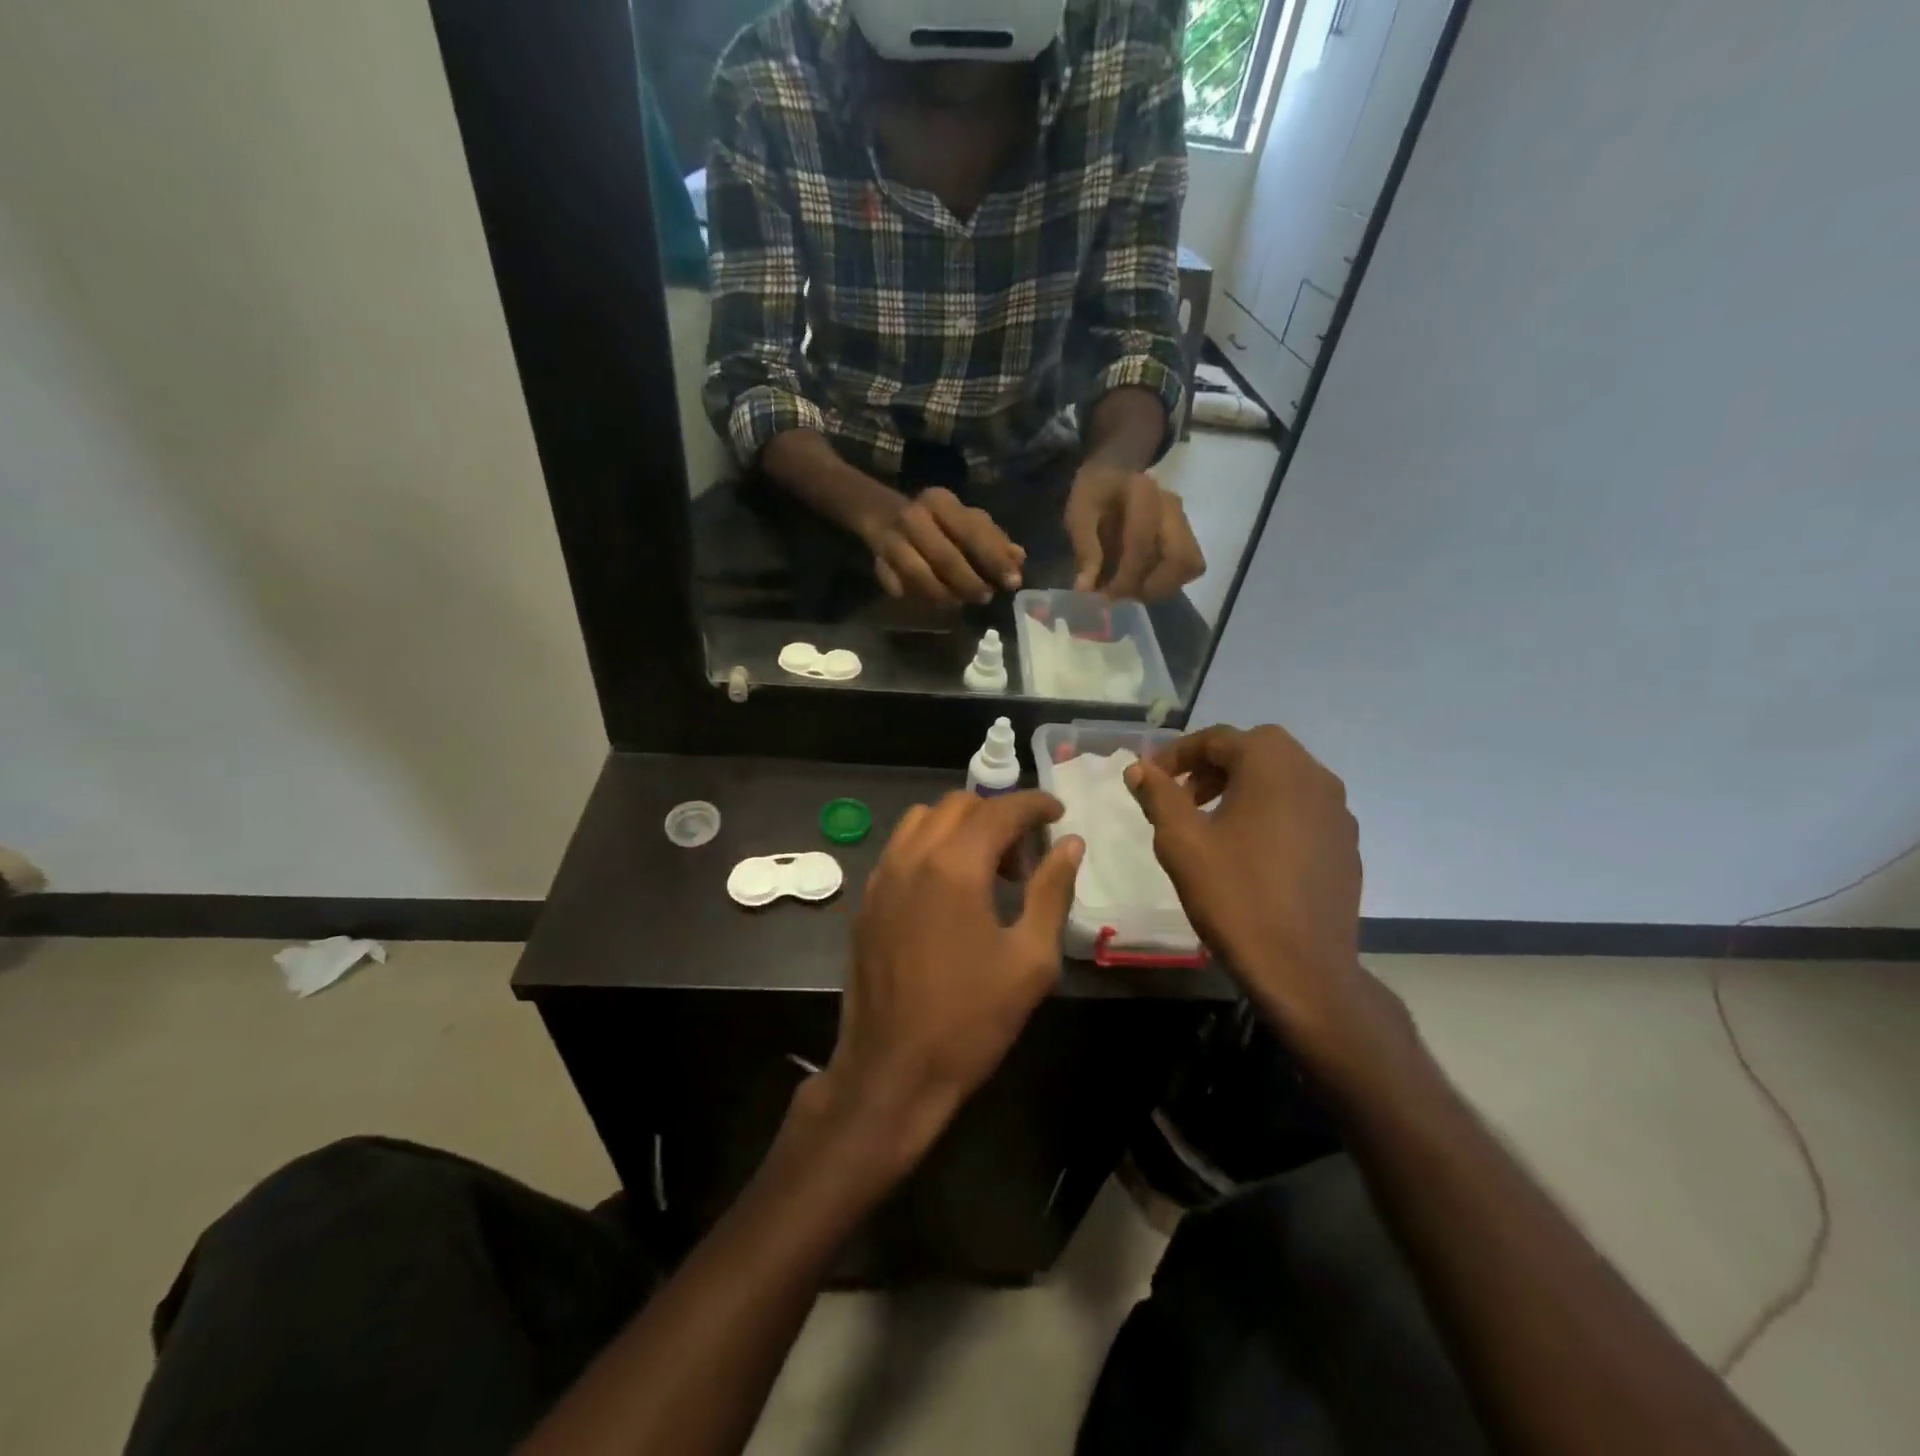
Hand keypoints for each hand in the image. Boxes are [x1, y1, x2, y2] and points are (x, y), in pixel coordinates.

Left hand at [814, 790, 1083, 1167]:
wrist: (893, 1071)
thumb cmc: (971, 1020)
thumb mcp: (1030, 959)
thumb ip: (1052, 891)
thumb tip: (1070, 845)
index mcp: (954, 866)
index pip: (999, 810)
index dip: (1034, 805)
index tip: (1058, 813)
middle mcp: (911, 857)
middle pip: (959, 805)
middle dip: (998, 815)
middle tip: (1026, 854)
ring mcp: (881, 876)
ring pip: (923, 820)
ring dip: (961, 826)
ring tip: (987, 867)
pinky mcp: (867, 899)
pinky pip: (900, 847)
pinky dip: (931, 845)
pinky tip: (950, 888)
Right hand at [861, 486, 1025, 605]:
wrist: (881, 513)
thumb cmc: (936, 522)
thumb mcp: (966, 522)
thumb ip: (992, 540)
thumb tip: (1018, 559)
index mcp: (941, 502)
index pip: (972, 531)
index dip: (994, 559)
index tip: (1013, 582)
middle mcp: (914, 517)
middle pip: (945, 557)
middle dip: (969, 582)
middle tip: (985, 597)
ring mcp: (892, 539)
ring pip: (918, 575)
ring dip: (943, 594)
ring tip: (959, 602)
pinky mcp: (877, 560)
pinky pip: (897, 585)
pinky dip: (914, 595)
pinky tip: (931, 602)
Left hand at [1064, 463, 1204, 600]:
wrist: (1116, 470)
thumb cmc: (1095, 491)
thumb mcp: (1079, 514)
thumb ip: (1085, 550)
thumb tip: (1086, 589)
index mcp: (1143, 494)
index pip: (1143, 545)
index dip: (1125, 578)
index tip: (1104, 595)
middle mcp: (1171, 507)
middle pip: (1181, 559)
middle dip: (1152, 586)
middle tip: (1125, 595)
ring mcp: (1184, 520)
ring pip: (1190, 565)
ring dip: (1162, 587)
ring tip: (1132, 590)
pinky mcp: (1187, 534)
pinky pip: (1189, 566)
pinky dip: (1168, 581)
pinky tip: (1144, 581)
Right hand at [1125, 725, 1371, 1043]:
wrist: (1303, 969)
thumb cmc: (1235, 896)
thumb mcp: (1181, 842)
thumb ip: (1158, 795)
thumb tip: (1139, 768)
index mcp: (1273, 765)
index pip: (1217, 739)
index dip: (1176, 754)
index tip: (1150, 779)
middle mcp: (1313, 775)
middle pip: (1255, 749)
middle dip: (1212, 766)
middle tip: (1183, 797)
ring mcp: (1338, 810)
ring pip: (1282, 776)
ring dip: (1244, 785)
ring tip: (1213, 822)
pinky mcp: (1347, 842)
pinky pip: (1303, 807)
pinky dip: (1272, 810)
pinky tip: (1252, 849)